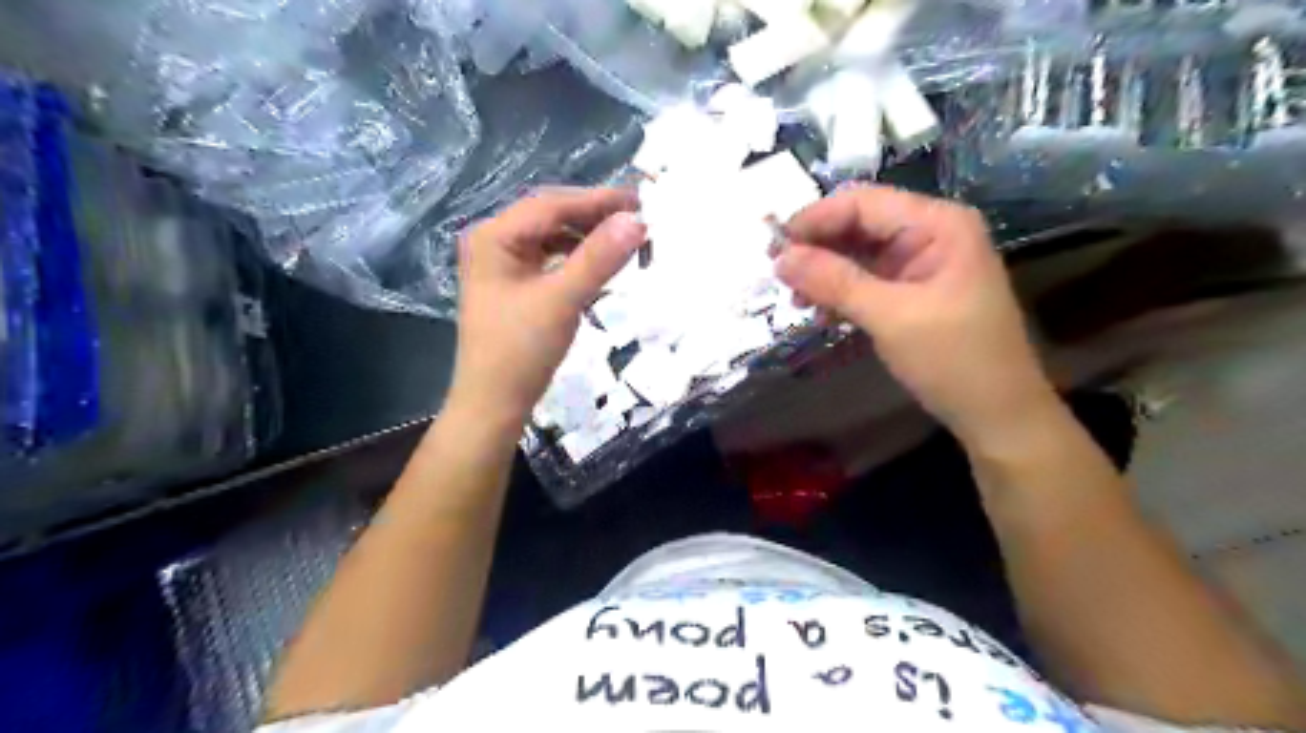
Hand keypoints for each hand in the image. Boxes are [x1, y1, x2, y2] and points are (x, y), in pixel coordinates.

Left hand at [450, 189, 645, 425]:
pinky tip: (600, 264)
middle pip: (551, 216)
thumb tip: (637, 220)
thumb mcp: (562, 301)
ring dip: (588, 236)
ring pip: (553, 236)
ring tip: (625, 240)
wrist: (493, 404)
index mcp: (494, 236)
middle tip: (638, 220)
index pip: (551, 205)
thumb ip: (598, 259)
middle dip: (594, 216)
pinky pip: (551, 258)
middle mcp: (494, 241)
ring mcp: (503, 263)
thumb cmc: (520, 351)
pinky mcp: (514, 284)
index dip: (597, 200)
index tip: (641, 203)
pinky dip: (578, 257)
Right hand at [773, 186, 1058, 444]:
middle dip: (817, 248)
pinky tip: (820, 313)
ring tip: (796, 301)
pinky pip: (866, 280)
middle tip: (778, 276)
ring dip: (824, 273)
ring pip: (858, 254)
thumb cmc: (954, 360)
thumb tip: (780, 258)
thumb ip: (834, 282)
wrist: (998, 415)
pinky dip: (840, 293)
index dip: (814, 220)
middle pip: (858, 225)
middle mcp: (929, 233)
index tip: (772, 248)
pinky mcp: (912, 292)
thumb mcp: (891, 317)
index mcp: (937, 224)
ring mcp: (921, 264)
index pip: (862, 203)